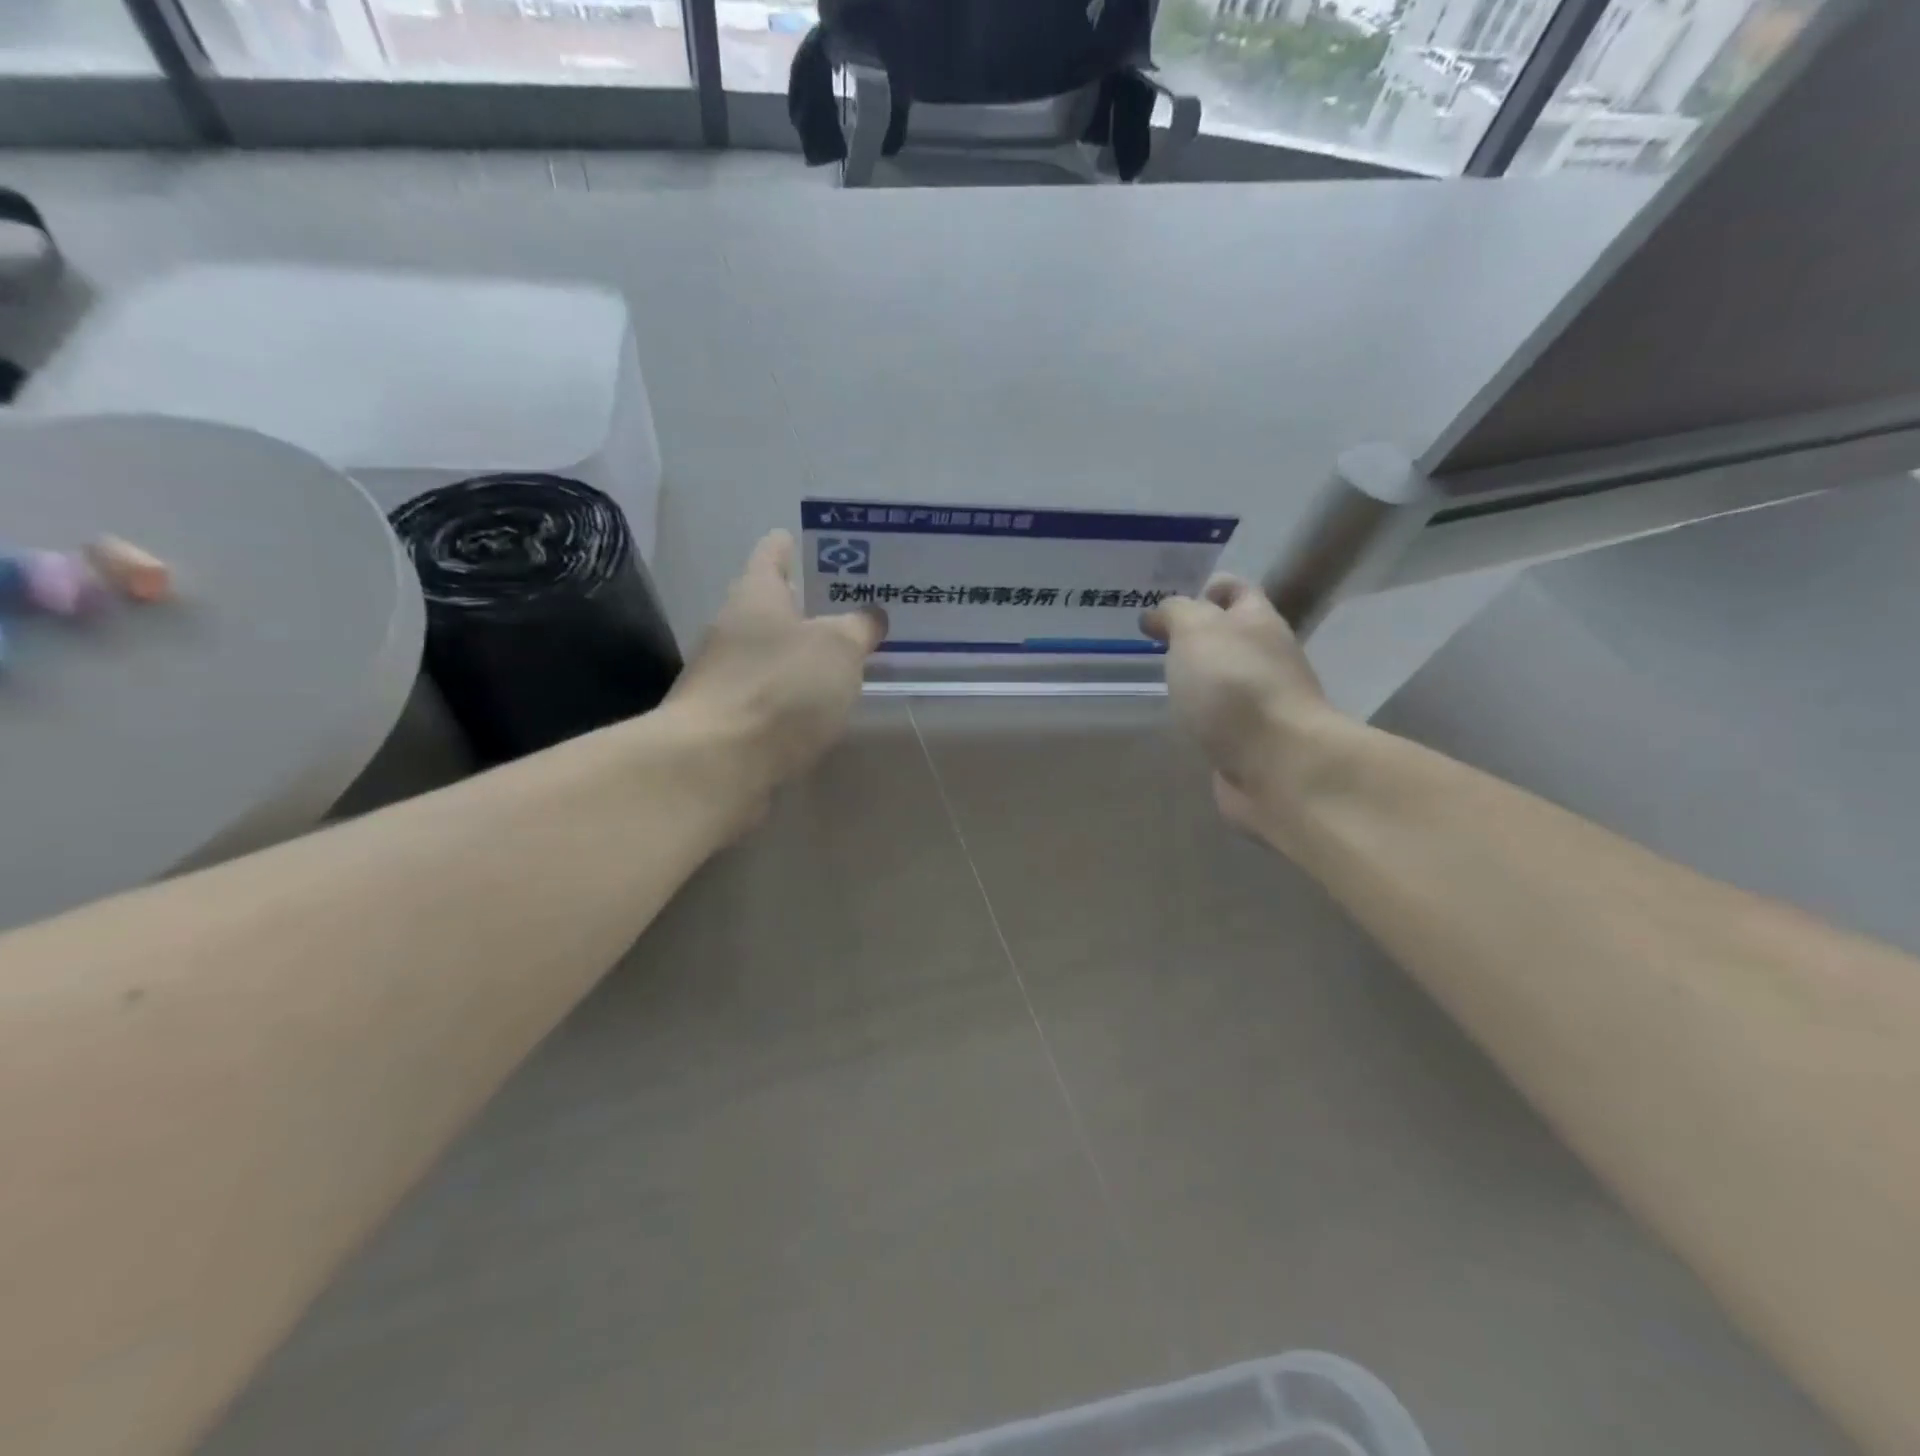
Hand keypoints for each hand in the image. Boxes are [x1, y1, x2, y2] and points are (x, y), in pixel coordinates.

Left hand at [667, 530, 886, 798]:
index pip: (773, 553)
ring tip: (847, 659)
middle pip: (771, 606)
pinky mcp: (728, 718)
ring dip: (802, 654)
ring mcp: (725, 675)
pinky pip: (769, 694)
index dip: (794, 545)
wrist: (717, 764)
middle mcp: (732, 628)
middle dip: (810, 606)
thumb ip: (858, 628)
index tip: (818, 544)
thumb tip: (870, 616)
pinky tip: (820, 707)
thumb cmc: (781, 688)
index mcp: (756, 595)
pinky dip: (793, 694)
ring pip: (771, 653)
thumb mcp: (838, 649)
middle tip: (855, 608)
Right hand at [1142, 575, 1337, 837]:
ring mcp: (1264, 703)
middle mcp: (1267, 657)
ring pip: (1228, 680)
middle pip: (1235, 637)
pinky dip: (1206, 715)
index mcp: (1258, 621)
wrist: (1278, 764)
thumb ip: (1177, 613)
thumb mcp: (1196, 631)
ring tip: (1165, 682)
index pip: (1237, 591)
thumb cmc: (1234, 685)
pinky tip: (1183, 721)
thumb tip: (1162, 613)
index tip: (1173, 605)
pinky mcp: (1253, 742)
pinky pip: (1224, 719)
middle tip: (1158, 643)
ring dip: (1202, 678)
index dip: (1210, 589)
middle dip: (1201, 636)